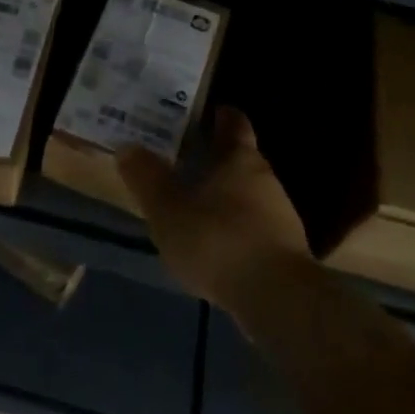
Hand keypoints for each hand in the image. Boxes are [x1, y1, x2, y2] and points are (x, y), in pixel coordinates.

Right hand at [116, 107, 311, 312]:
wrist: (278, 300)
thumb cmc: (218, 240)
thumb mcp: (167, 209)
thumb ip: (146, 177)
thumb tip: (127, 146)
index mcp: (239, 159)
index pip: (234, 123)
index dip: (220, 116)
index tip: (203, 113)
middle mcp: (266, 178)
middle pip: (242, 159)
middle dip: (217, 159)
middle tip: (186, 160)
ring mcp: (281, 216)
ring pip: (250, 194)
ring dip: (226, 196)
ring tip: (196, 206)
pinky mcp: (287, 250)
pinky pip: (256, 226)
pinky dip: (237, 227)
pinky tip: (217, 244)